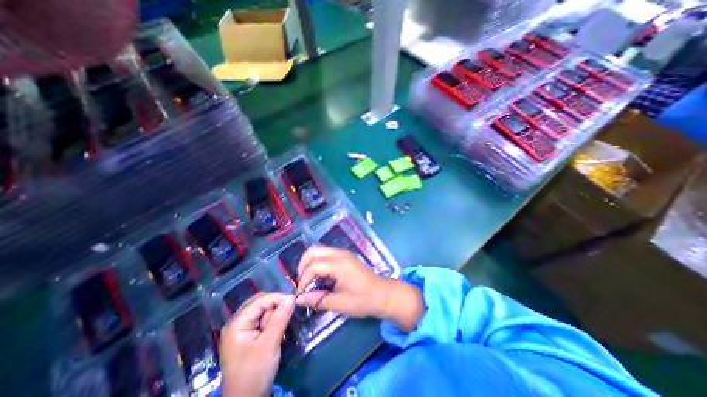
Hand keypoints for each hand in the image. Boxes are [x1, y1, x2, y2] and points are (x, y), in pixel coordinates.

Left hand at [220, 292, 291, 396]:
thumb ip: (280, 318)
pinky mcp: (248, 336)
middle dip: (276, 307)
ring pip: (263, 311)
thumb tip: (292, 297)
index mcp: (237, 323)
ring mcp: (242, 330)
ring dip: (275, 316)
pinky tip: (276, 331)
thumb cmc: (255, 373)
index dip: (278, 298)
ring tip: (279, 330)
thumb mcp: (269, 344)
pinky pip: (263, 321)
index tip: (294, 301)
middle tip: (287, 316)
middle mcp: (238, 322)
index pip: (260, 300)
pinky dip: (272, 322)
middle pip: (261, 303)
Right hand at [294, 249, 424, 327]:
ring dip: (309, 263)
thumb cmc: (363, 300)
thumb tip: (299, 299)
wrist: (383, 294)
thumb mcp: (340, 303)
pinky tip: (319, 277)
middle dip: (303, 265)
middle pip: (313, 251)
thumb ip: (318, 300)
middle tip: (302, 283)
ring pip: (318, 250)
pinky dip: (317, 263)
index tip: (300, 295)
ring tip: (308, 281)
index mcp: (340, 264)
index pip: (313, 266)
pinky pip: (325, 254)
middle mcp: (340, 254)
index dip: (303, 280)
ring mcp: (343, 253)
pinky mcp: (344, 256)